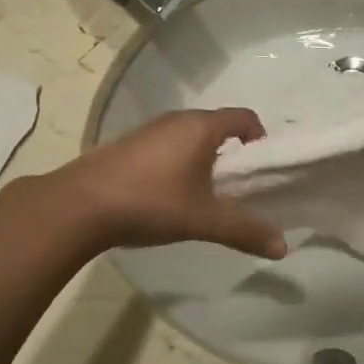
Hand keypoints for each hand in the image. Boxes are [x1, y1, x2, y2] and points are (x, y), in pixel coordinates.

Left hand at [55, 108, 287, 257]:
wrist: (80, 205)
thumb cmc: (151, 202)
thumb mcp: (203, 220)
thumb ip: (244, 230)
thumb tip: (283, 247)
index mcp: (200, 127)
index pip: (243, 117)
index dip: (260, 137)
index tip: (263, 166)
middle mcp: (176, 120)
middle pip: (216, 125)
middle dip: (232, 152)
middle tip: (238, 186)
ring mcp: (148, 130)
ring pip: (188, 136)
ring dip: (203, 157)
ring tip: (204, 193)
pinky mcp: (127, 145)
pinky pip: (165, 146)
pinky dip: (177, 162)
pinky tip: (168, 194)